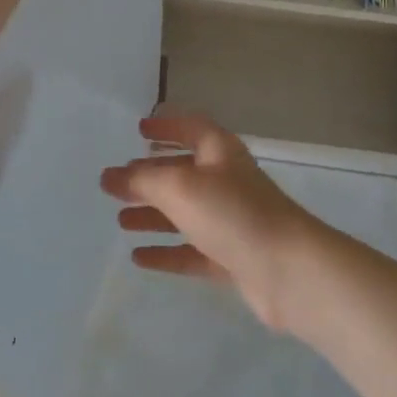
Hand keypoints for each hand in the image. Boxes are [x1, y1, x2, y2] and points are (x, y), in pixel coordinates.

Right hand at [99, 110, 328, 332]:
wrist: (288, 270)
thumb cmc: (233, 213)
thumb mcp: (180, 188)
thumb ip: (142, 181)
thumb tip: (108, 176)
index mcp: (219, 152)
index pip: (190, 128)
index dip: (166, 126)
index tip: (139, 130)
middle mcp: (226, 181)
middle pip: (183, 172)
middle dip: (150, 176)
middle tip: (115, 184)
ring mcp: (231, 221)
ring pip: (185, 213)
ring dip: (154, 215)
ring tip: (120, 220)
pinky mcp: (233, 258)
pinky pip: (192, 250)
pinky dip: (167, 251)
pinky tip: (140, 257)